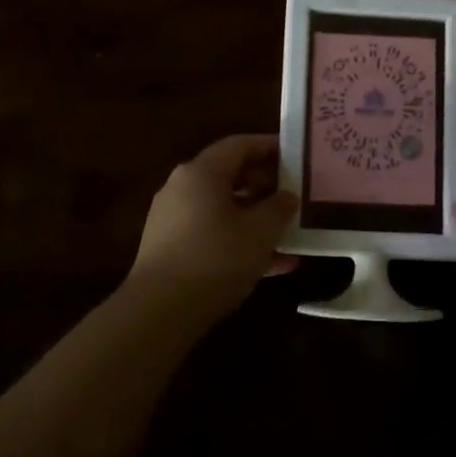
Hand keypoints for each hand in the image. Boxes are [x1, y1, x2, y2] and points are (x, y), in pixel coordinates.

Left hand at [126, 135, 298, 318]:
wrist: (160, 311)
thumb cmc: (216, 258)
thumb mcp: (260, 232)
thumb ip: (279, 208)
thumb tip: (287, 196)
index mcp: (201, 173)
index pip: (239, 145)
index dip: (269, 147)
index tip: (295, 156)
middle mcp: (182, 188)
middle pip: (229, 176)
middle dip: (265, 186)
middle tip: (294, 197)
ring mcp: (173, 219)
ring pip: (223, 209)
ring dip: (256, 219)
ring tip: (289, 235)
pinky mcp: (170, 248)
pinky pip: (212, 234)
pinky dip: (239, 242)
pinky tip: (272, 265)